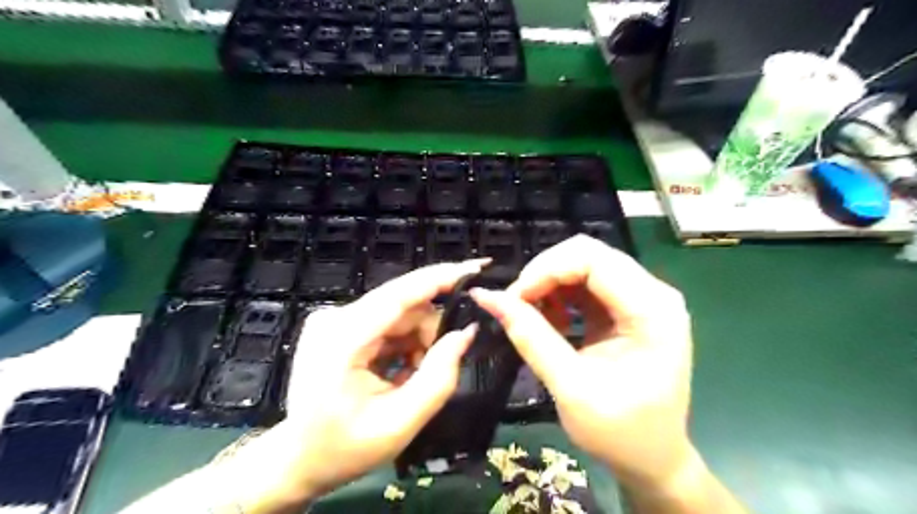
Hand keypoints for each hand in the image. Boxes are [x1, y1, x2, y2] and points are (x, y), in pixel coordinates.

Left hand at [216, 262, 485, 512]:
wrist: (296, 461)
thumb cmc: (343, 449)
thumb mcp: (400, 423)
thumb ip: (439, 376)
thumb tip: (466, 333)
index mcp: (344, 339)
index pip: (401, 294)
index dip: (441, 277)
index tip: (477, 267)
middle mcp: (336, 318)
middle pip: (404, 306)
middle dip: (431, 332)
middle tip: (442, 366)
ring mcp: (335, 319)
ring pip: (399, 314)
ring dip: (418, 341)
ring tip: (412, 379)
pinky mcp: (339, 325)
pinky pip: (387, 323)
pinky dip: (403, 344)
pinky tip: (399, 373)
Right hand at [472, 235, 696, 490]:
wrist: (653, 459)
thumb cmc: (620, 433)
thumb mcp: (570, 387)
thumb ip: (530, 337)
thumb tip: (487, 297)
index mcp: (652, 310)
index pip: (593, 259)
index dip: (546, 270)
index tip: (514, 299)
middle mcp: (653, 293)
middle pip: (589, 254)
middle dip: (544, 273)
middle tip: (516, 304)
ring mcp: (642, 298)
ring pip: (584, 264)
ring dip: (550, 282)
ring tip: (529, 313)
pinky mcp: (628, 307)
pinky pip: (587, 282)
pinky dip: (560, 294)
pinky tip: (551, 319)